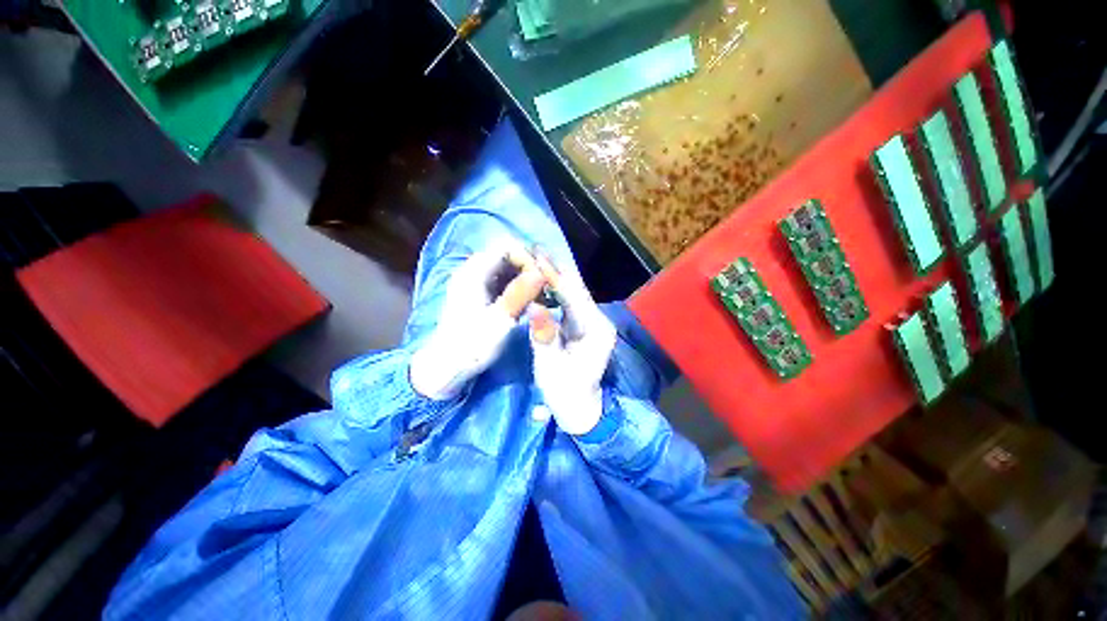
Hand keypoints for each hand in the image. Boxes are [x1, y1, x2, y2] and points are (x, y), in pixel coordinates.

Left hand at [410, 239, 547, 399]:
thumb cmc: (471, 345)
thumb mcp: (499, 320)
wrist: (446, 367)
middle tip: (547, 287)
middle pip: (508, 255)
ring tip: (542, 295)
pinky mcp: (479, 295)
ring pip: (507, 269)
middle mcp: (473, 271)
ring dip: (526, 277)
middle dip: (530, 267)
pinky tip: (531, 301)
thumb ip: (520, 293)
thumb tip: (541, 272)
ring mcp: (475, 283)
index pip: (507, 246)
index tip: (543, 278)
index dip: (528, 258)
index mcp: (474, 272)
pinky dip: (519, 287)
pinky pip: (503, 281)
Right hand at [529, 270, 616, 435]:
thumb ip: (543, 336)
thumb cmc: (565, 393)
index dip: (554, 276)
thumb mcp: (550, 367)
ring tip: (536, 259)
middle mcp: (598, 321)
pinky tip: (543, 280)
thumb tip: (533, 307)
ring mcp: (592, 322)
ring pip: (573, 293)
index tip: (537, 256)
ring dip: (555, 277)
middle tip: (535, 249)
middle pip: (576, 290)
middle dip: (556, 270)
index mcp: (595, 330)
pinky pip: (569, 302)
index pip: (573, 296)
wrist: (580, 410)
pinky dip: (556, 290)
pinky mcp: (583, 326)